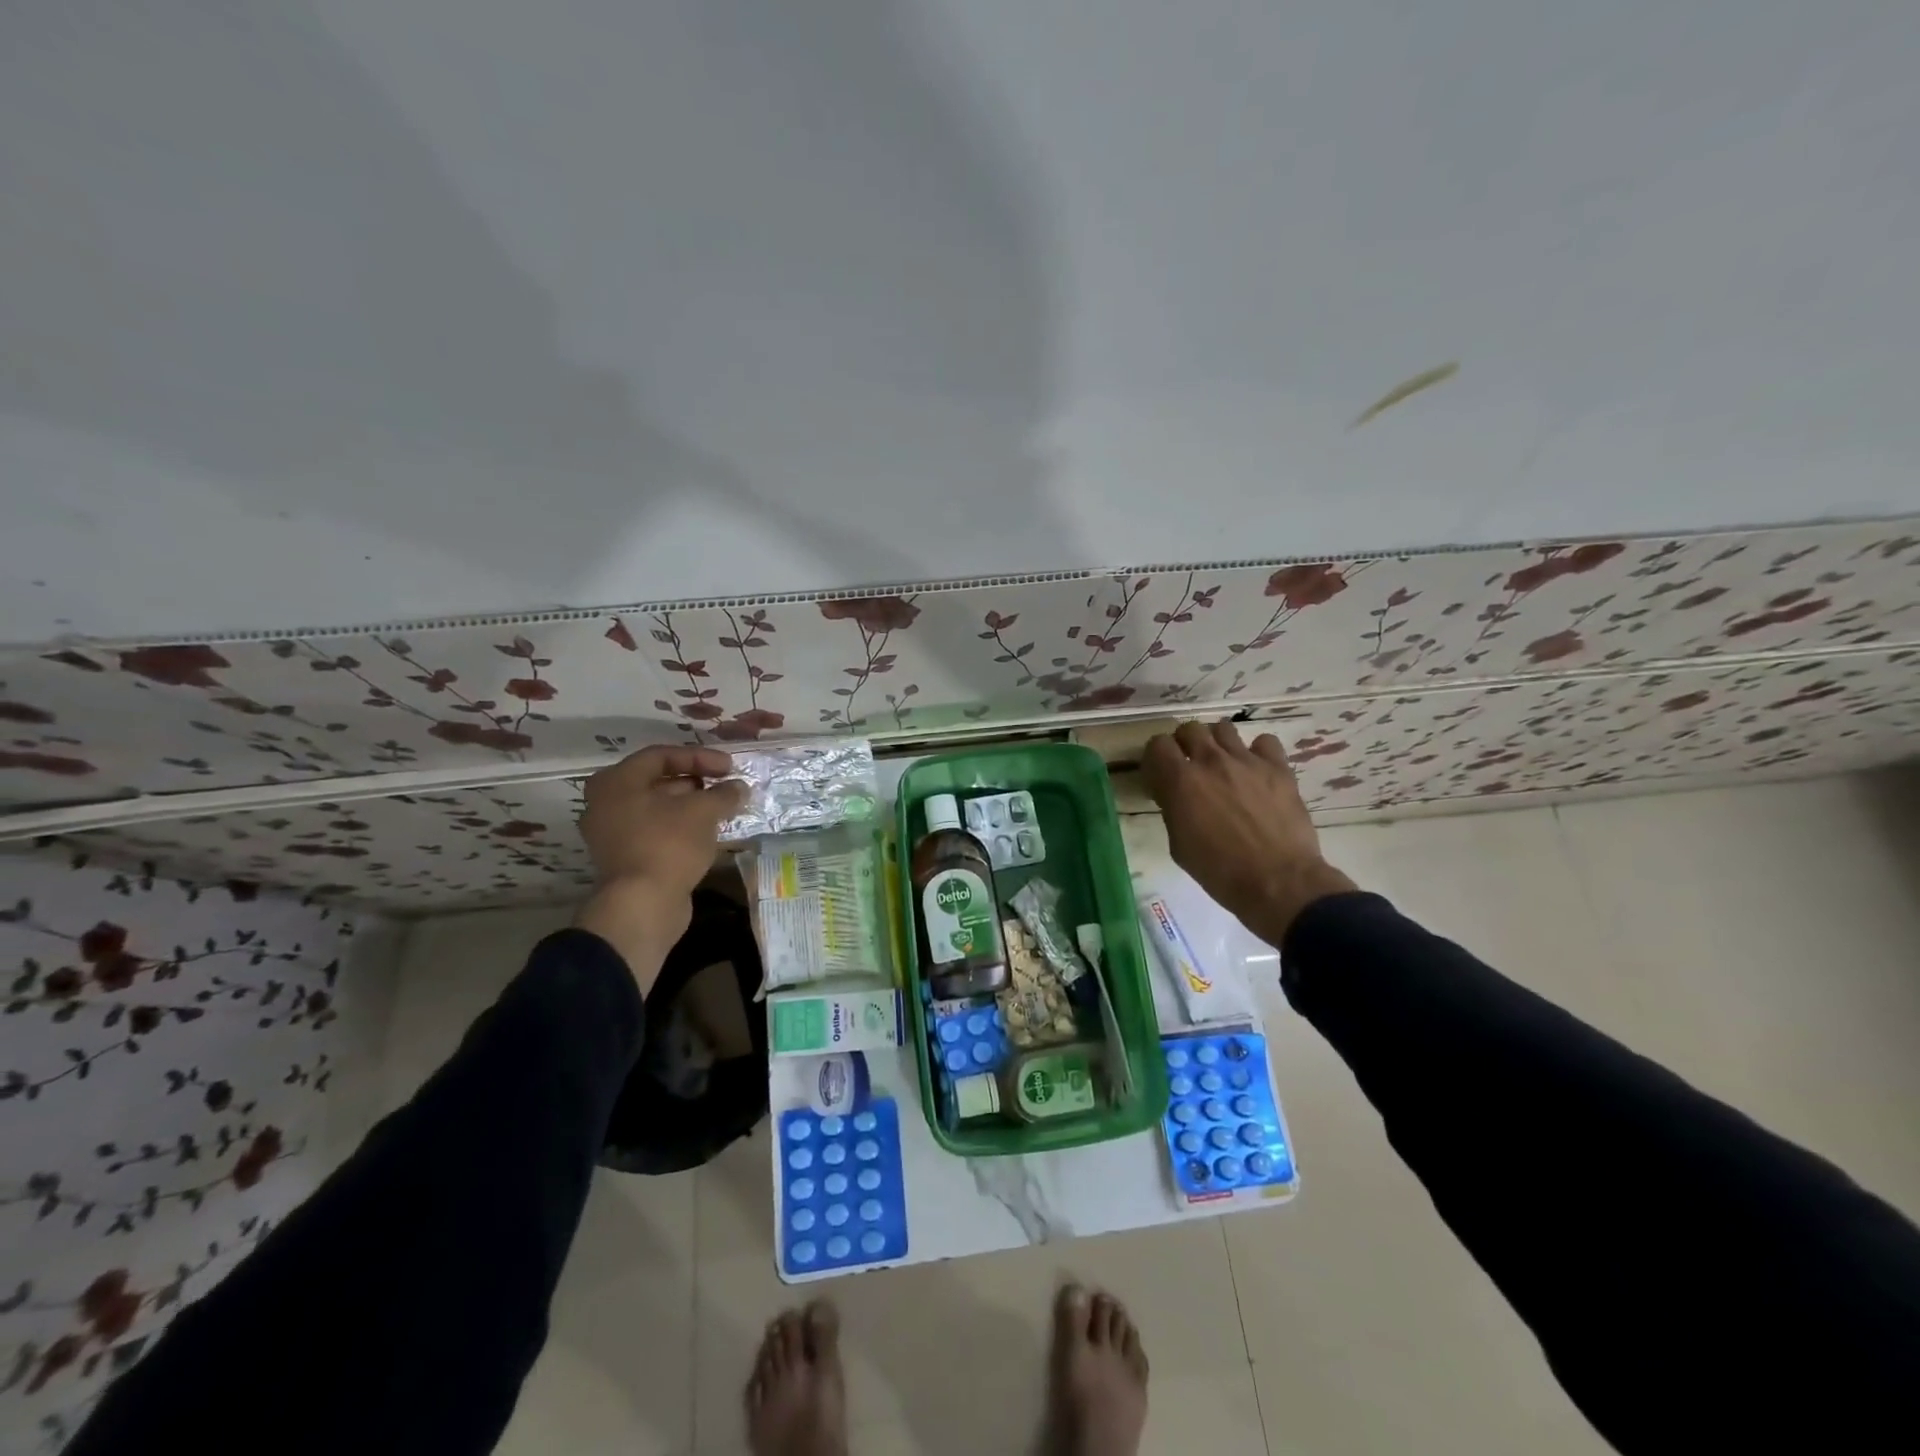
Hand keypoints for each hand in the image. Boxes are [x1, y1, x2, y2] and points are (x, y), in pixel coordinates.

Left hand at [573, 745, 748, 987]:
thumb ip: (724, 793)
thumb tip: (739, 788)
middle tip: (725, 787)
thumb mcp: (703, 811)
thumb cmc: (668, 844)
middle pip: (658, 781)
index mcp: (617, 781)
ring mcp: (612, 832)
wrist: (643, 905)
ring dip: (691, 806)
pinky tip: (709, 833)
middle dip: (696, 782)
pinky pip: (656, 831)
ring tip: (723, 810)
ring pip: (658, 808)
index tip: (729, 768)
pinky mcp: (625, 858)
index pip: (662, 755)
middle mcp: (607, 802)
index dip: (700, 757)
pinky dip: (681, 827)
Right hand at [1141, 721, 1356, 944]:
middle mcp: (1211, 761)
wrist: (1278, 882)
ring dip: (1217, 743)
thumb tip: (1175, 795)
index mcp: (1181, 781)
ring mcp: (1247, 761)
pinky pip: (1264, 741)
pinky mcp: (1278, 767)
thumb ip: (1173, 810)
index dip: (1156, 758)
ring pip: (1223, 728)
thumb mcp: (1179, 845)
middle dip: (1184, 744)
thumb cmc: (1220, 871)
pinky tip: (1256, 770)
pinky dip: (1257, 751)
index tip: (1160, 775)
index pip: (1158, 744)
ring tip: (1222, 764)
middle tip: (1190, 766)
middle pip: (1189, 728)